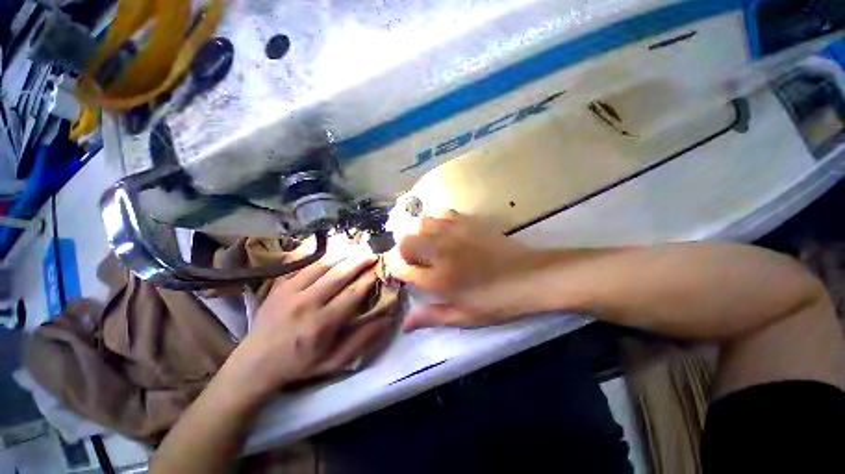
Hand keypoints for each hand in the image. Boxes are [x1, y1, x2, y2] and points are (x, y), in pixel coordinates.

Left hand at [222, 247, 391, 401]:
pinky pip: (296, 261)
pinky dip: (312, 250)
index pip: (353, 294)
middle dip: (359, 261)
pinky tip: (325, 242)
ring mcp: (289, 291)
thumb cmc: (300, 363)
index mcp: (322, 324)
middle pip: (338, 275)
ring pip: (320, 264)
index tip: (380, 269)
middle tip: (372, 252)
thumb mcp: (335, 361)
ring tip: (355, 245)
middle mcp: (306, 304)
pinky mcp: (278, 285)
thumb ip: (362, 340)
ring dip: (341, 253)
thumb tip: (387, 318)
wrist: (256, 363)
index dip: (369, 279)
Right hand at [385, 210, 542, 330]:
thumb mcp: (464, 317)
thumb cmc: (496, 302)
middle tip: (419, 261)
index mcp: (437, 280)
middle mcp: (440, 252)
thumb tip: (405, 324)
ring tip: (432, 245)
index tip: (406, 274)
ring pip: (422, 223)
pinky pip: (444, 214)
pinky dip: (440, 222)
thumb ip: (432, 317)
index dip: (399, 271)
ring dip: (421, 234)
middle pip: (406, 242)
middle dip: (406, 252)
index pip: (402, 269)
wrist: (529, 277)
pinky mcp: (468, 222)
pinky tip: (448, 233)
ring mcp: (454, 233)